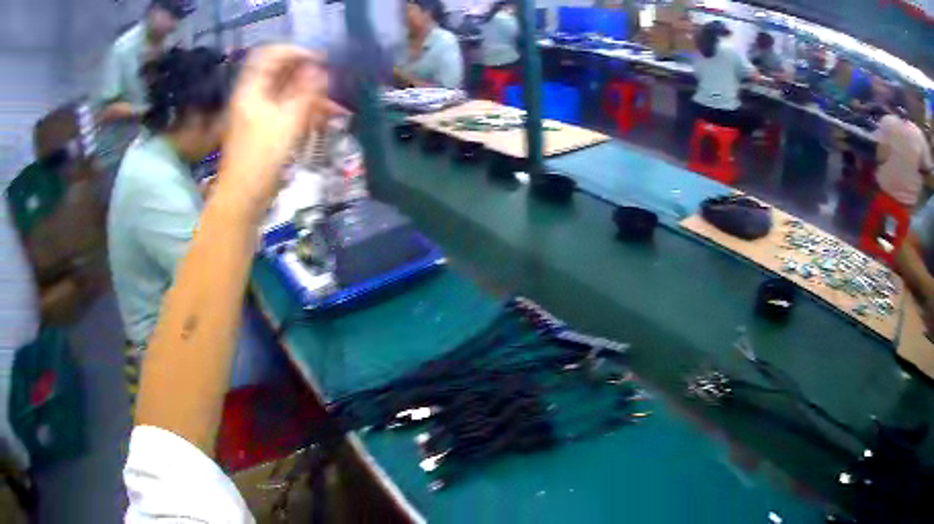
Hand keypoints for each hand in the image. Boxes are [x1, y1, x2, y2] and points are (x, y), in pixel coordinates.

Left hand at [216, 45, 345, 219]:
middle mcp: (254, 96)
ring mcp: (259, 113)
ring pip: (288, 93)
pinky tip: (324, 118)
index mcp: (251, 89)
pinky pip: (288, 110)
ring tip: (336, 107)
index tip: (322, 60)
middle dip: (309, 75)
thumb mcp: (288, 121)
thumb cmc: (262, 158)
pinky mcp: (266, 129)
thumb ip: (306, 91)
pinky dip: (306, 111)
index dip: (297, 51)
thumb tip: (321, 69)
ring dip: (312, 96)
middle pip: (281, 73)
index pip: (271, 54)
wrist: (244, 198)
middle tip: (332, 83)